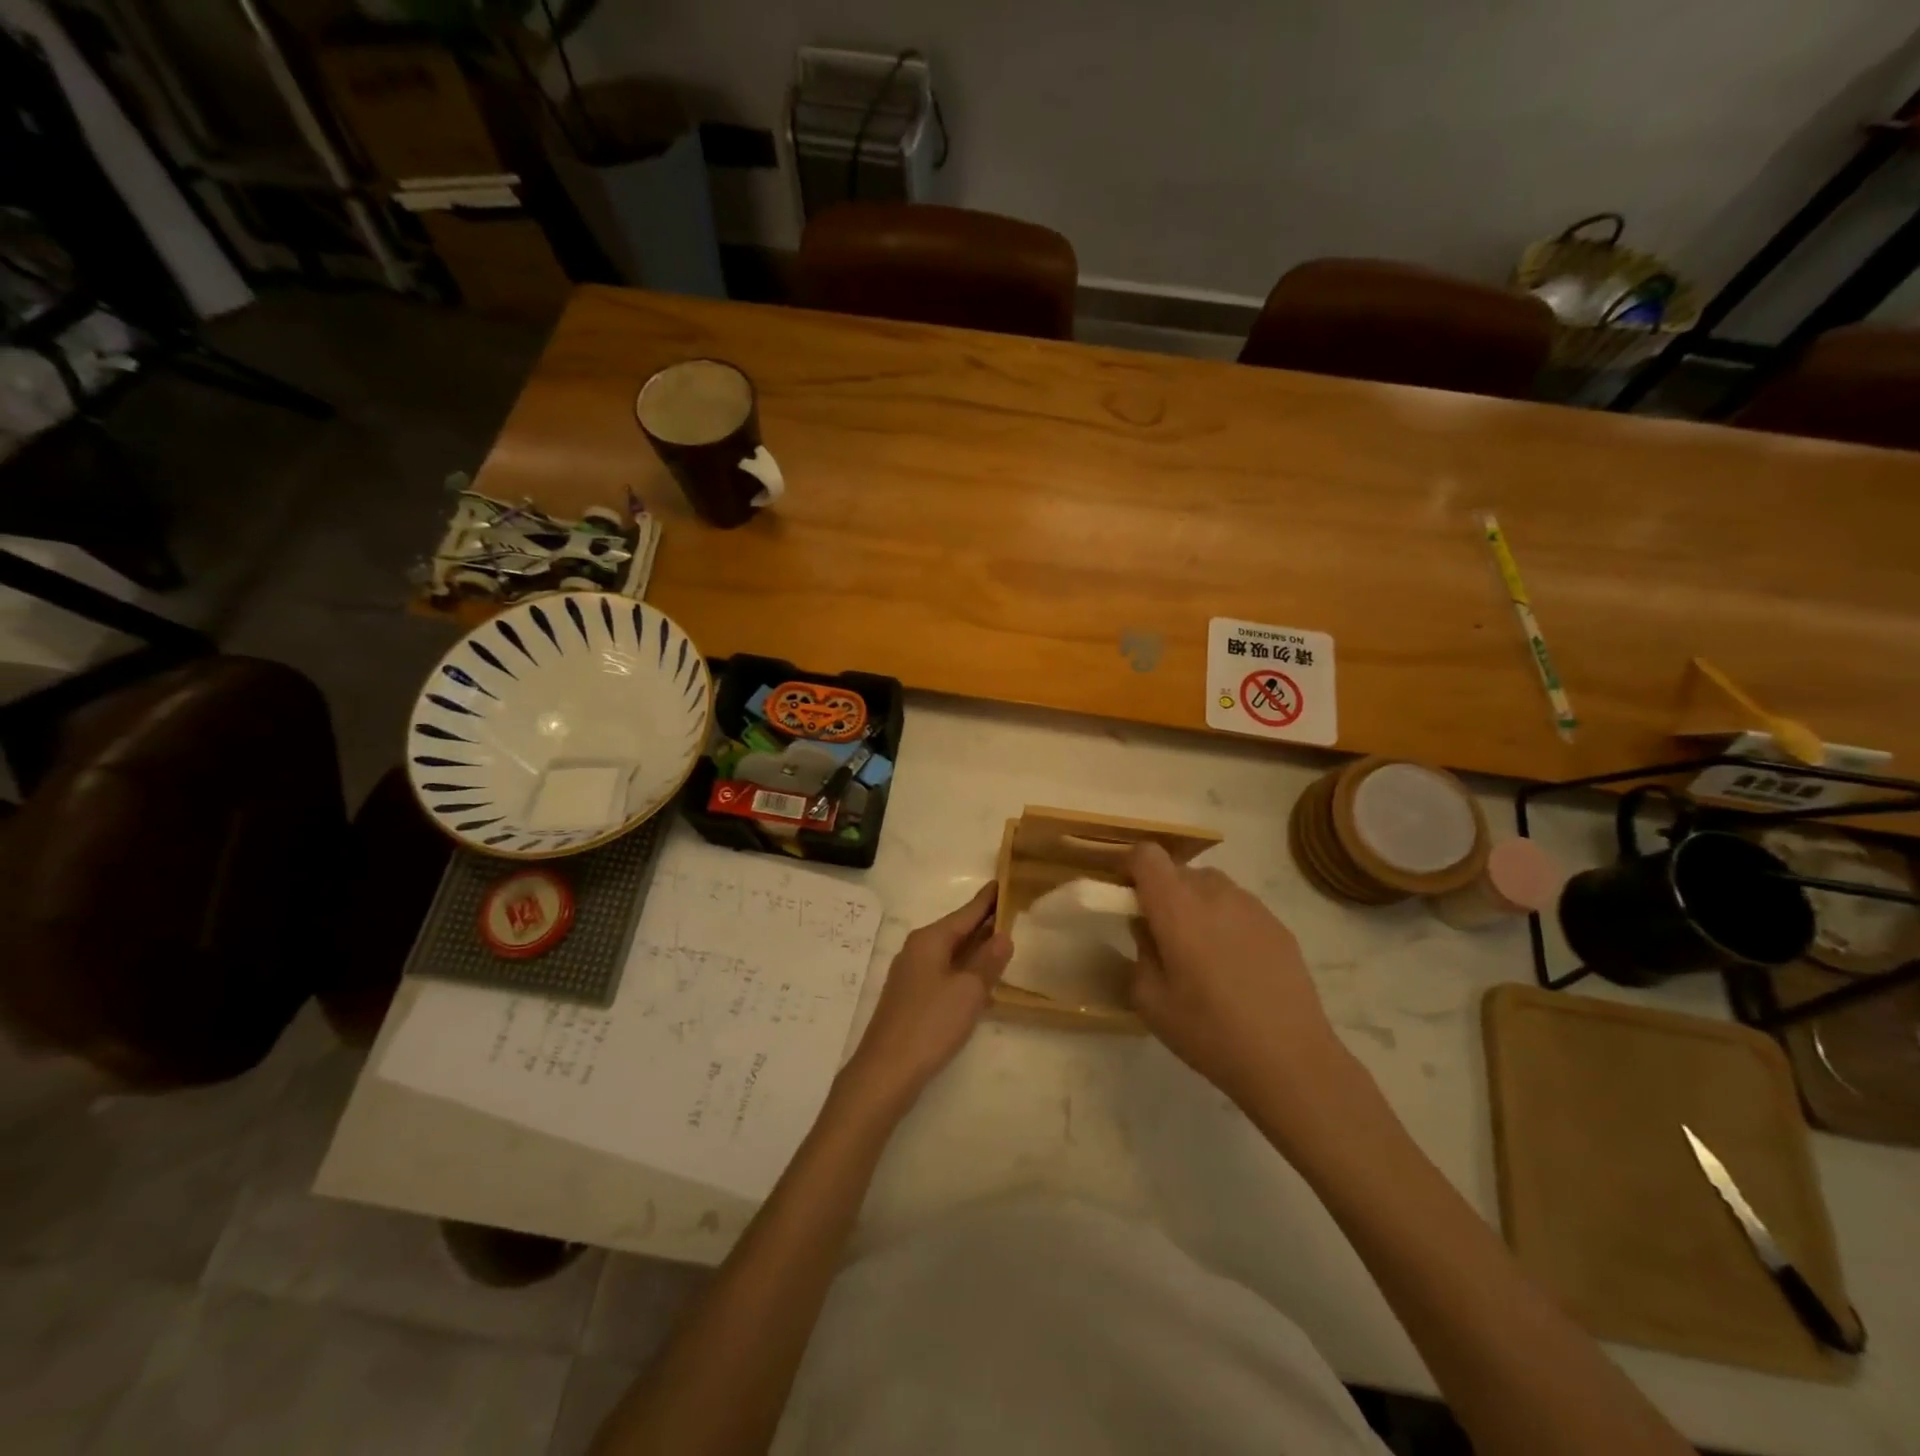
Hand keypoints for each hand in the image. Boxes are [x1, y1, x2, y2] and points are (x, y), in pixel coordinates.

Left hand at [844, 883, 1011, 1108]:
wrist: (886, 1071)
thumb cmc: (930, 1024)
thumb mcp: (968, 991)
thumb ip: (988, 962)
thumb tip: (1003, 936)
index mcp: (930, 940)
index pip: (966, 912)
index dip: (988, 900)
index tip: (1004, 881)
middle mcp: (917, 949)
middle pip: (957, 930)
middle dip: (983, 922)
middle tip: (1013, 911)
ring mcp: (911, 974)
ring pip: (950, 953)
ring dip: (975, 948)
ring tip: (1003, 941)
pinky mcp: (911, 998)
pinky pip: (944, 972)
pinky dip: (964, 970)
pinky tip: (980, 980)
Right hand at [1128, 843, 1354, 1124]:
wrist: (1291, 1060)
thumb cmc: (1209, 1031)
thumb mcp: (1150, 1001)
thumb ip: (1139, 952)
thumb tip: (1147, 929)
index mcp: (1177, 907)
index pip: (1146, 854)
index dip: (1131, 868)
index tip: (1126, 899)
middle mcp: (1214, 893)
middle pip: (1178, 870)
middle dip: (1162, 893)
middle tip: (1161, 936)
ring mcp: (1251, 906)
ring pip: (1209, 886)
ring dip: (1195, 905)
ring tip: (1201, 954)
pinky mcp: (1277, 924)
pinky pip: (1238, 907)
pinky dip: (1225, 922)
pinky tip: (1235, 967)